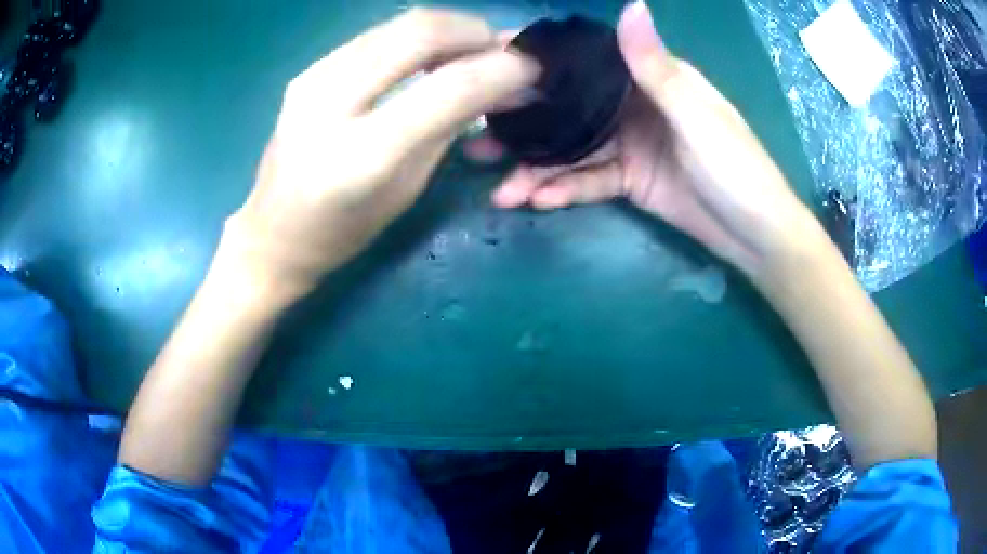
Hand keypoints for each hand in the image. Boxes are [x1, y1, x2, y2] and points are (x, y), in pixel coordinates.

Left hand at [224, 9, 538, 295]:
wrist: (273, 234)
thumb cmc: (344, 231)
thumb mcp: (408, 187)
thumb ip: (452, 126)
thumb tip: (502, 84)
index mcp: (363, 155)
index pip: (448, 88)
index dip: (500, 69)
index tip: (531, 66)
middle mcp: (331, 103)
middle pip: (419, 32)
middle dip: (473, 31)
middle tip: (502, 48)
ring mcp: (313, 78)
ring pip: (397, 24)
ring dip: (447, 28)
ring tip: (472, 49)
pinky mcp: (308, 70)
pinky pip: (376, 35)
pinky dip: (415, 36)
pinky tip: (430, 54)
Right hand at [472, 1, 818, 281]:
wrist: (755, 235)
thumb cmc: (737, 168)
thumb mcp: (697, 115)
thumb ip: (656, 67)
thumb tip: (631, 4)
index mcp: (652, 80)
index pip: (588, 64)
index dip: (542, 66)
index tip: (492, 71)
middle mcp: (633, 106)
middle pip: (570, 111)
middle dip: (527, 127)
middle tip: (477, 144)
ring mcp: (629, 145)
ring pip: (573, 152)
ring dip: (538, 170)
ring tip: (502, 191)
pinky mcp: (629, 180)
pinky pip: (589, 182)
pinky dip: (564, 191)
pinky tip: (537, 201)